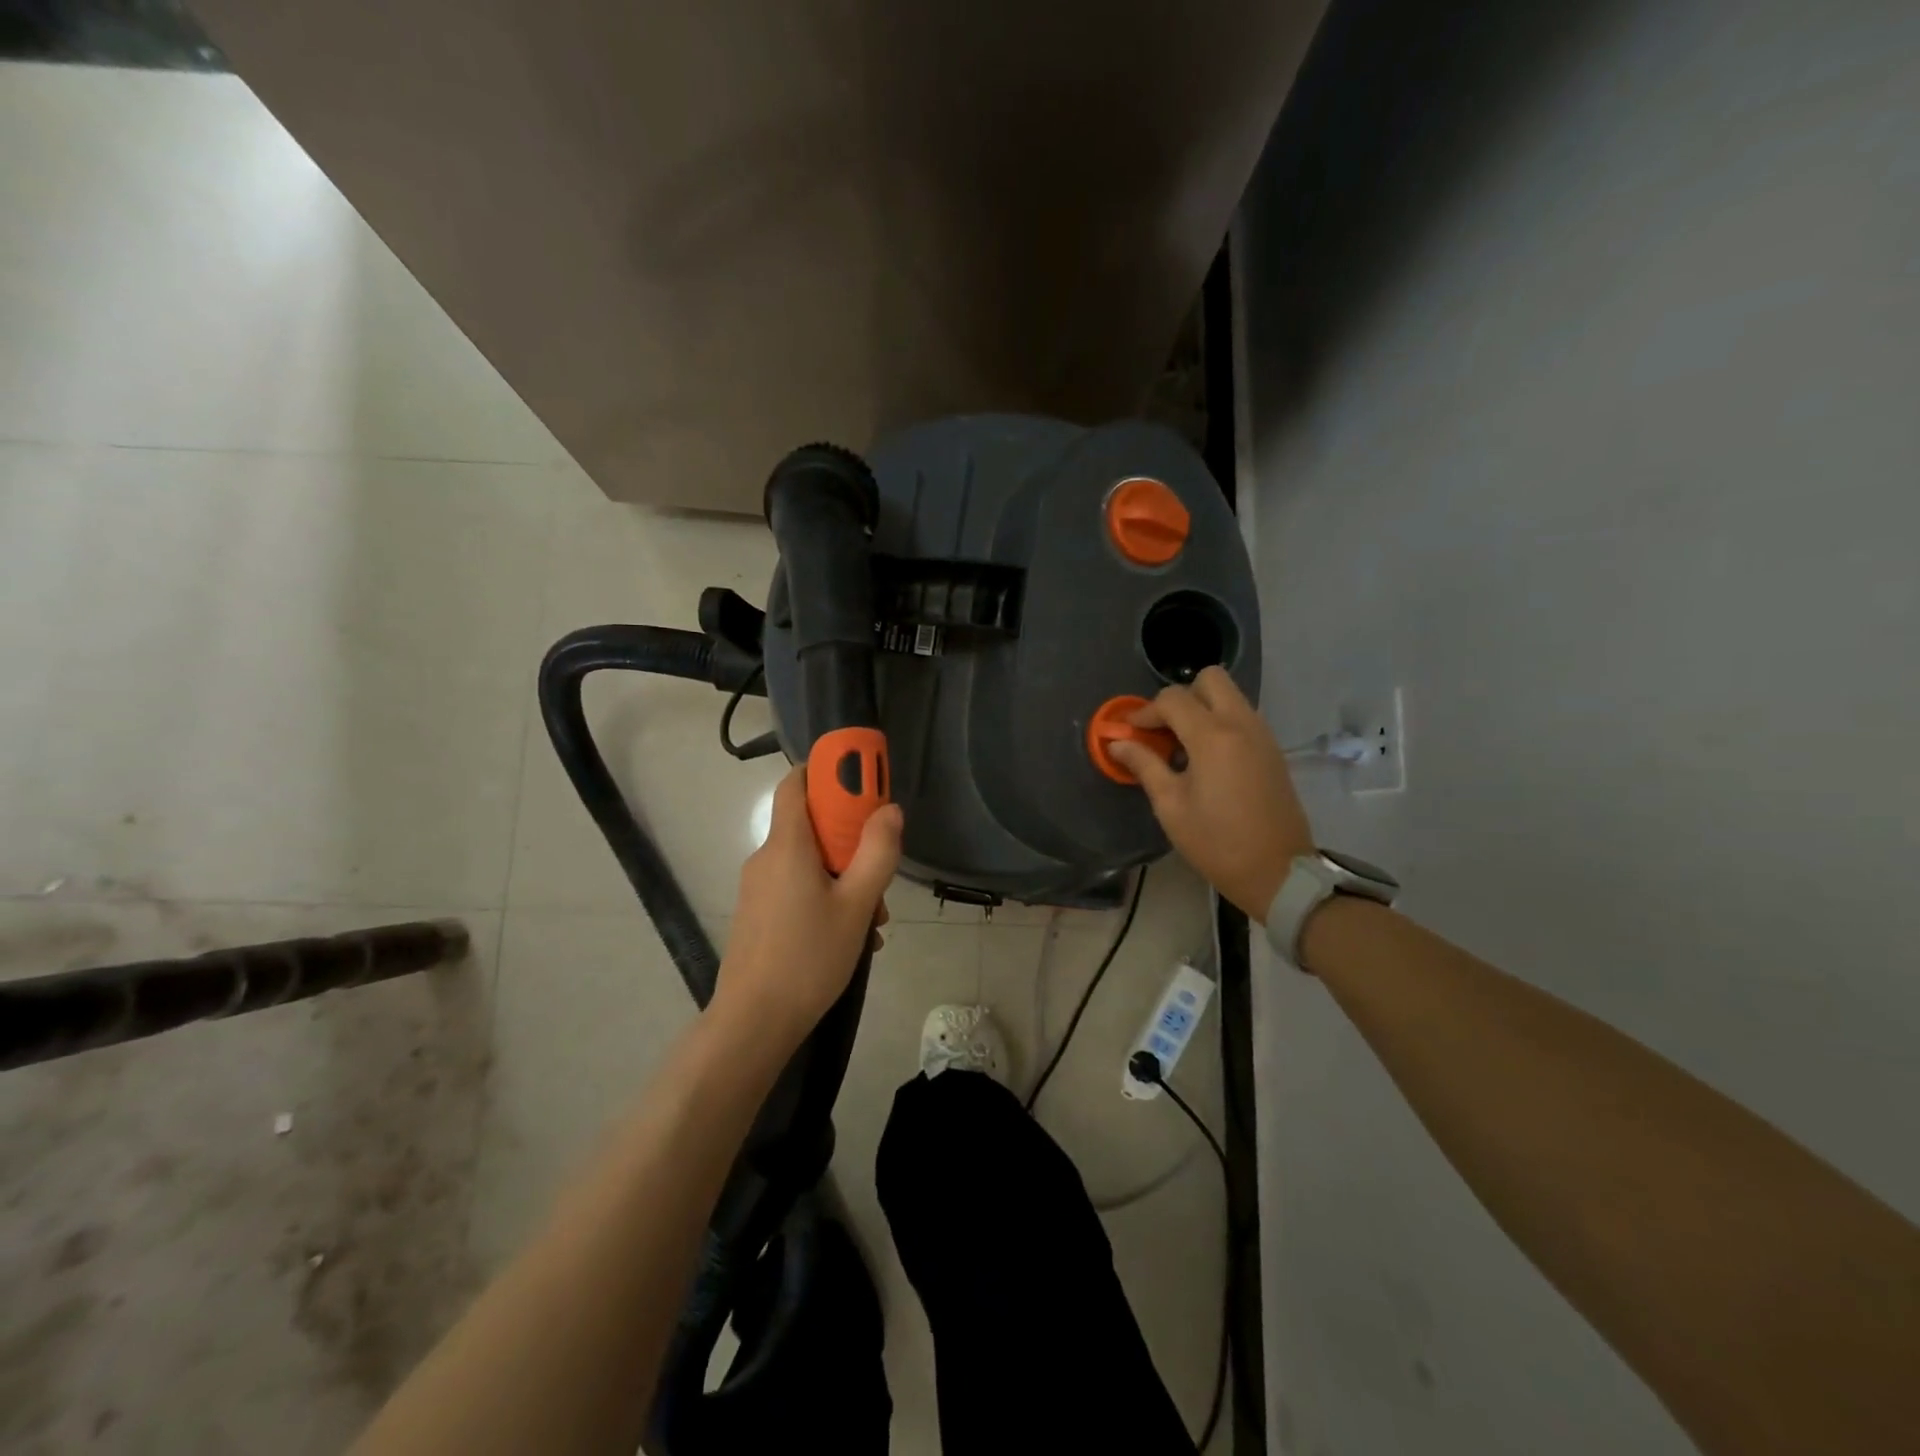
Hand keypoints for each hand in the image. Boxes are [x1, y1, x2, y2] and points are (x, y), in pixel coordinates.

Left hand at [715, 766, 902, 1048]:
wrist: (753, 1022)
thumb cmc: (809, 957)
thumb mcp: (857, 904)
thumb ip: (877, 852)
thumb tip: (889, 810)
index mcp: (787, 845)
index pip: (796, 783)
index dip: (826, 771)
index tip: (860, 781)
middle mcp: (766, 858)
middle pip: (811, 826)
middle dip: (851, 842)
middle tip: (879, 873)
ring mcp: (758, 888)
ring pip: (808, 863)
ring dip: (844, 878)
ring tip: (872, 921)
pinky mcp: (757, 914)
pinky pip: (796, 888)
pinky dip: (825, 897)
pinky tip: (849, 936)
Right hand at [1107, 666, 1313, 919]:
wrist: (1278, 872)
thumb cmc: (1217, 843)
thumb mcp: (1171, 807)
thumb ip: (1144, 766)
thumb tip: (1118, 743)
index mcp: (1213, 737)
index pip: (1173, 699)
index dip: (1145, 712)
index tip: (1129, 732)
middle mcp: (1242, 724)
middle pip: (1210, 679)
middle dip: (1181, 697)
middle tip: (1163, 730)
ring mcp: (1262, 735)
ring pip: (1230, 696)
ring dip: (1202, 709)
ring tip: (1181, 746)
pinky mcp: (1273, 750)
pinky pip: (1242, 717)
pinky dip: (1220, 723)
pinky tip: (1205, 759)